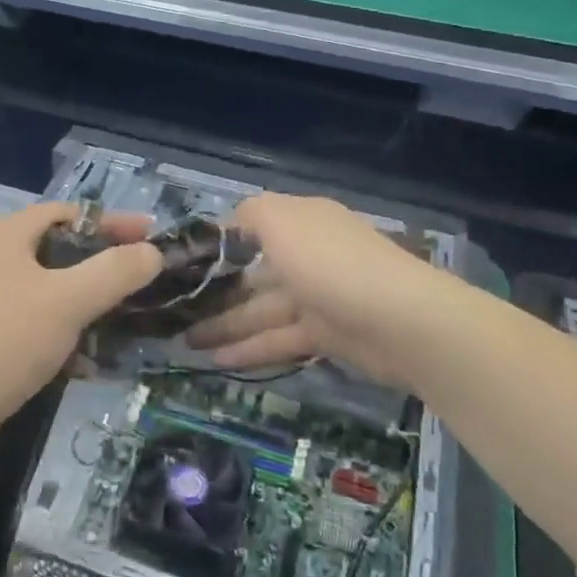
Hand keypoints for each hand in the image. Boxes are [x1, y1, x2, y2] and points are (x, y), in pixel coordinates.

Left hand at [0, 202, 162, 448]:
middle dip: (101, 267)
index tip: (152, 236)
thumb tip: (153, 253)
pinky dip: (60, 332)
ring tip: (120, 323)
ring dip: (84, 304)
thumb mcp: (69, 301)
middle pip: (58, 250)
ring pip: (46, 289)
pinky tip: (84, 361)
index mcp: (3, 234)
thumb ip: (116, 271)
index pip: (68, 213)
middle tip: (140, 280)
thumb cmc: (6, 340)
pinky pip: (31, 320)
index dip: (113, 222)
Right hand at [186, 193, 444, 384]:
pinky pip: (279, 339)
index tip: (183, 263)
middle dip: (216, 291)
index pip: (253, 226)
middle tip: (176, 311)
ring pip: (263, 310)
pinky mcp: (327, 336)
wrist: (400, 321)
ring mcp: (319, 296)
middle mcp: (309, 254)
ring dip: (225, 325)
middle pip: (254, 273)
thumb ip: (250, 214)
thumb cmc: (330, 262)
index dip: (219, 243)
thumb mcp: (282, 220)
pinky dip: (250, 349)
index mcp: (301, 221)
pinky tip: (217, 362)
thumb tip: (230, 222)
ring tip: (186, 342)